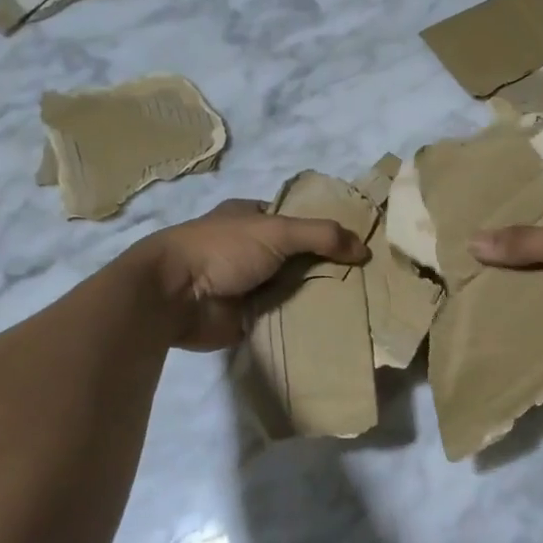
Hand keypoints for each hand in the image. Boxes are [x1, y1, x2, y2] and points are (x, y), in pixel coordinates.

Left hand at [133, 199, 368, 350]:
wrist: (174, 297)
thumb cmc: (222, 249)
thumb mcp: (277, 230)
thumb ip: (321, 235)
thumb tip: (364, 249)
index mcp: (252, 217)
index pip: (299, 219)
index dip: (328, 228)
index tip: (361, 243)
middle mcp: (252, 248)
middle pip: (301, 255)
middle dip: (328, 265)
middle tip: (368, 277)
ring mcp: (250, 284)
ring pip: (295, 287)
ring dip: (319, 295)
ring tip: (362, 303)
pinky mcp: (248, 316)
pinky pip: (285, 317)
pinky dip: (304, 320)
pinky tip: (336, 325)